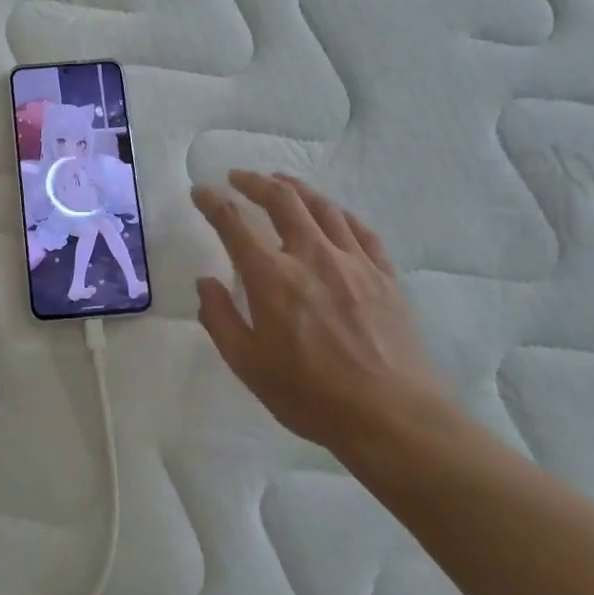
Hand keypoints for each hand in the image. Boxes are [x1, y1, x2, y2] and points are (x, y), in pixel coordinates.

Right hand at [192, 171, 450, 457]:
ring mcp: (353, 262)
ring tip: (281, 181)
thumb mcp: (248, 365)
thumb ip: (220, 319)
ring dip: (296, 188)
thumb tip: (206, 283)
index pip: (234, 224)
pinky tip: (332, 214)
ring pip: (322, 207)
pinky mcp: (384, 275)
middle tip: (238, 177)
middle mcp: (311, 256)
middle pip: (282, 200)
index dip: (213, 203)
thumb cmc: (311, 395)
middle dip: (255, 182)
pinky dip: (339, 213)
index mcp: (272, 277)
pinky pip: (360, 230)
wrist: (393, 418)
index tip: (200, 191)